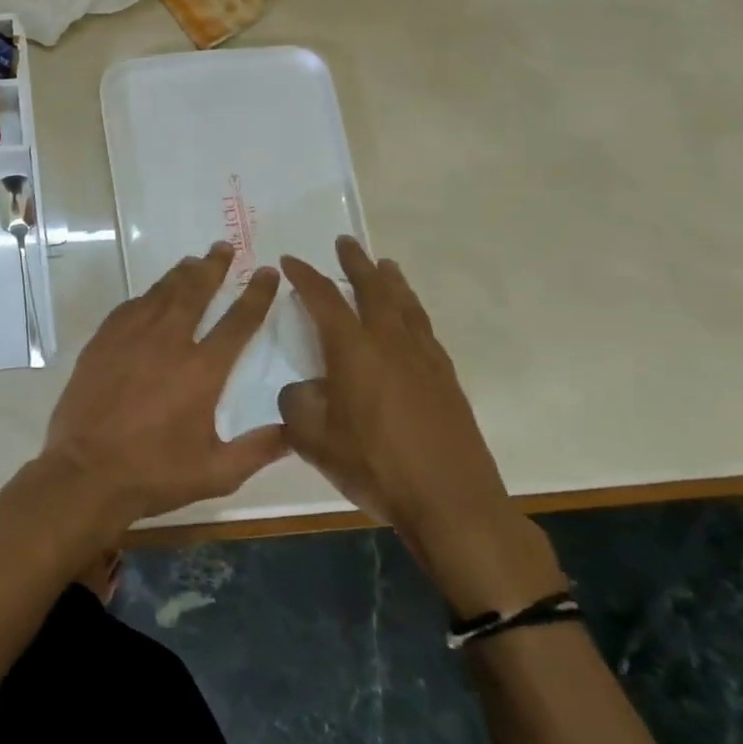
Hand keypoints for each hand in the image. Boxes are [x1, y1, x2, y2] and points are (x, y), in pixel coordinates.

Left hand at [41, 242, 288, 527]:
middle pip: (195, 293)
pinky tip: (150, 295)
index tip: (267, 272)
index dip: (256, 294)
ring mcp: (130, 338)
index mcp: (202, 371)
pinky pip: (129, 308)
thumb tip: (294, 430)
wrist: (86, 472)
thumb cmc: (154, 474)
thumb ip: (258, 449)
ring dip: (179, 275)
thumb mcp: (217, 473)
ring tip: (192, 261)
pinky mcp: (102, 342)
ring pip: (160, 294)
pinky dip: (145, 296)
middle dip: (213, 267)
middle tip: (223, 247)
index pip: (238, 321)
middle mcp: (168, 343)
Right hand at [278, 238, 563, 616]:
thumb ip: (297, 406)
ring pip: (406, 304)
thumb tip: (301, 389)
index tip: (290, 260)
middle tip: (345, 242)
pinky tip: (410, 319)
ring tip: (384, 265)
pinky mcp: (446, 378)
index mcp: (353, 350)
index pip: (324, 300)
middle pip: (373, 288)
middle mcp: (390, 342)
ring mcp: (424, 358)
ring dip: (391, 281)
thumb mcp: (314, 441)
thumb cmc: (375, 466)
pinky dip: (412, 310)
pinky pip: (424, 328)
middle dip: (356, 263)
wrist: (452, 501)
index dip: (305, 277)